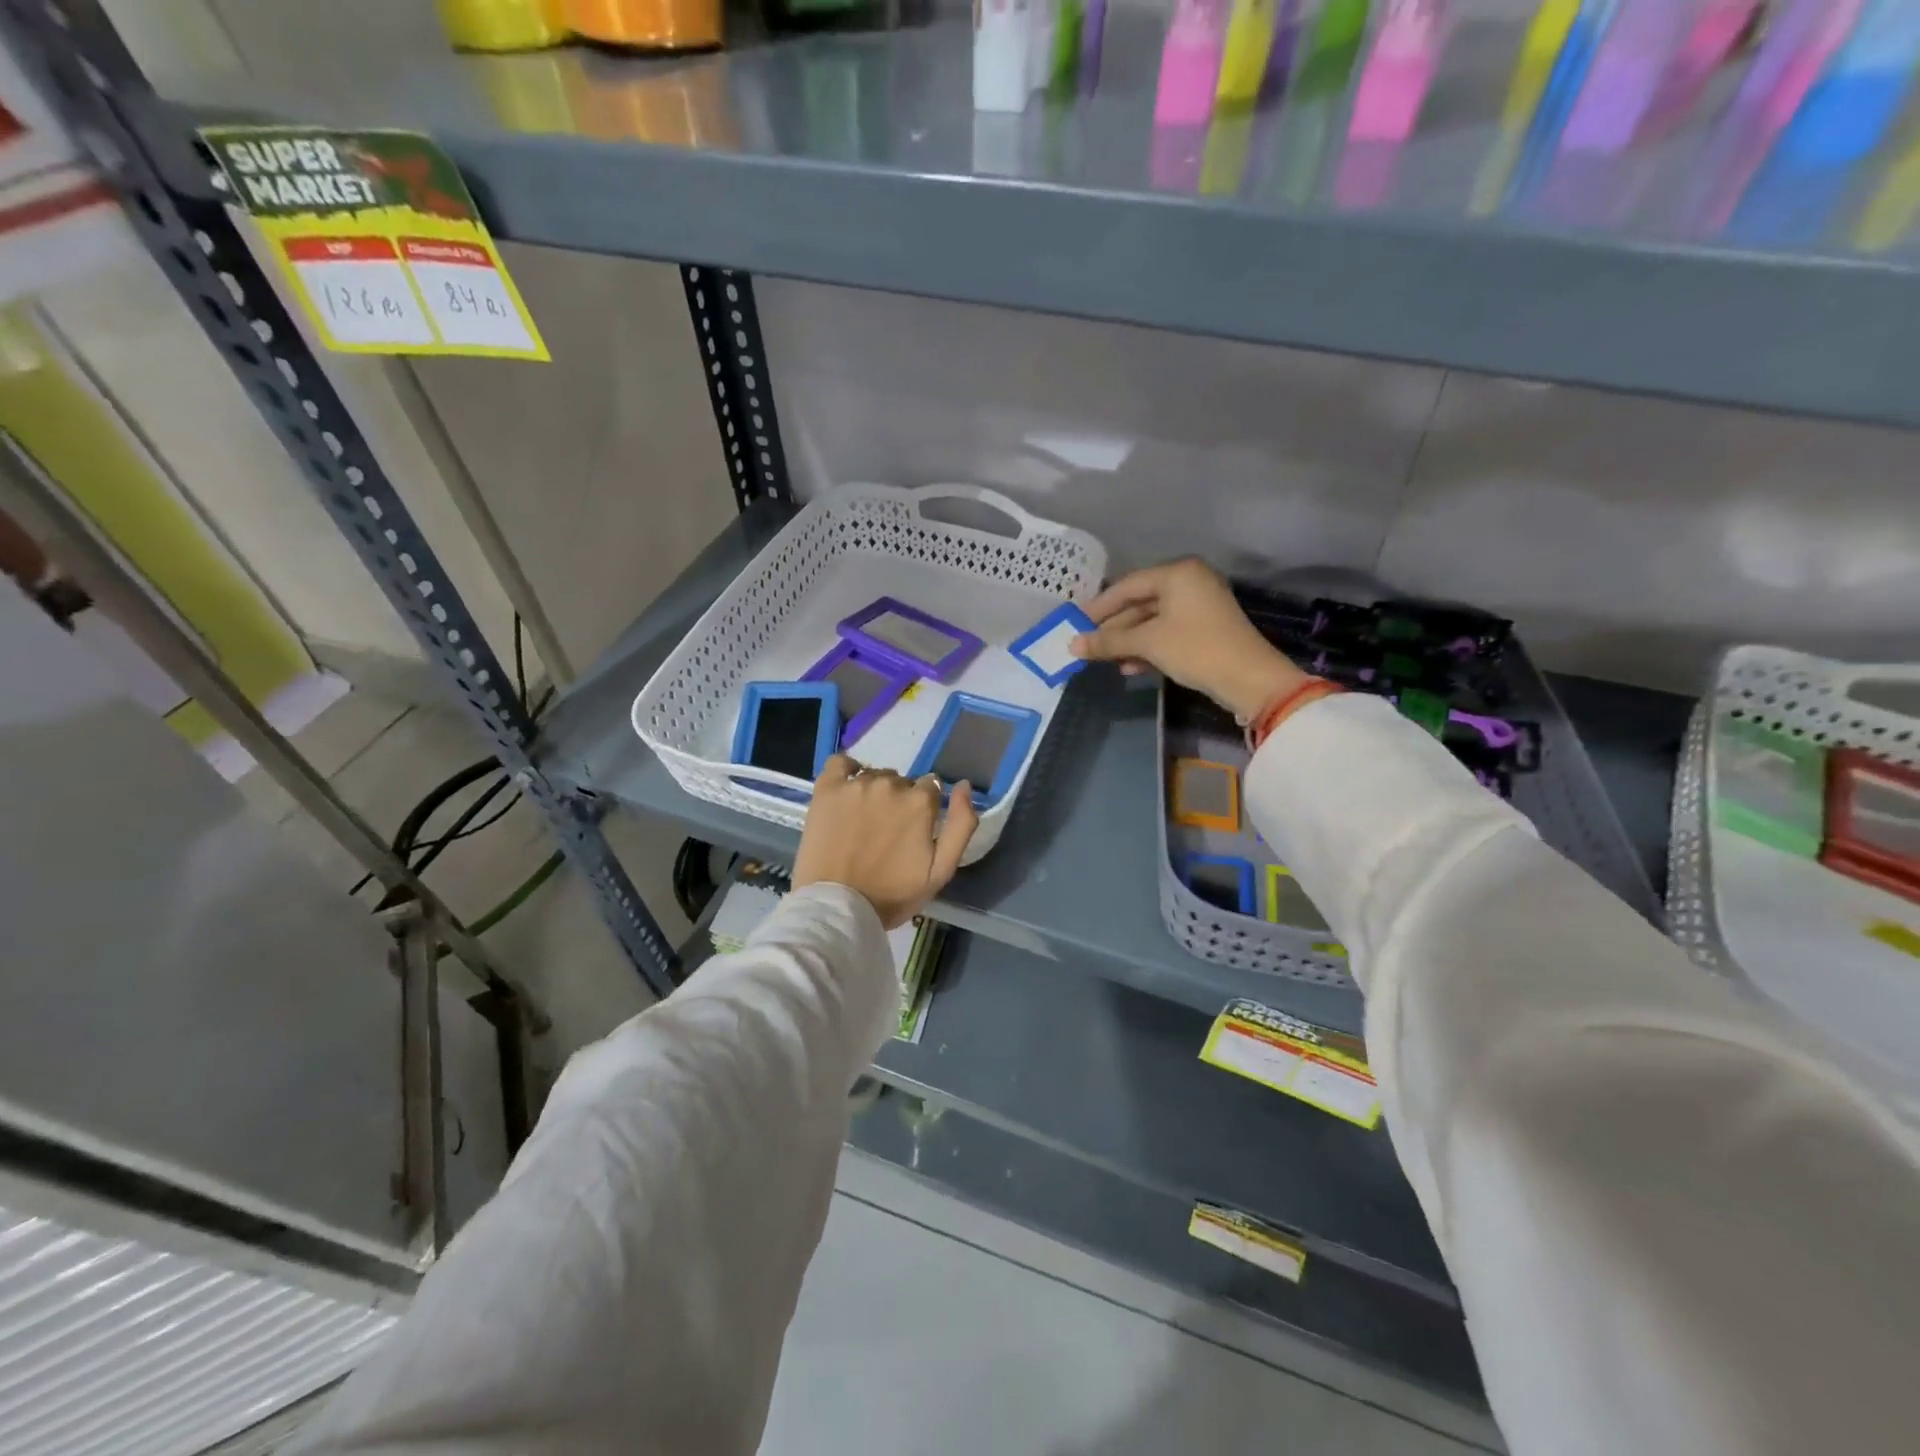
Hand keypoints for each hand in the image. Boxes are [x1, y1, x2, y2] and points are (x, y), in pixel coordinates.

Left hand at [793, 757, 978, 929]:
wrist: (838, 908)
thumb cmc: (892, 895)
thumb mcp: (941, 870)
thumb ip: (962, 826)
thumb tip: (964, 785)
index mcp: (920, 802)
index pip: (931, 788)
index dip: (925, 808)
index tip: (913, 830)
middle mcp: (890, 785)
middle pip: (901, 782)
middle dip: (899, 801)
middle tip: (887, 832)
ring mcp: (855, 784)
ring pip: (873, 775)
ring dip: (874, 792)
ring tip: (863, 822)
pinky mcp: (826, 788)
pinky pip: (840, 763)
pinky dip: (846, 770)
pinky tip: (846, 790)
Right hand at [1070, 557, 1307, 719]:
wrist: (1249, 679)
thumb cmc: (1195, 649)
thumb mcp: (1148, 643)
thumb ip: (1109, 641)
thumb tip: (1072, 645)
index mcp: (1178, 573)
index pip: (1127, 585)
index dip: (1099, 606)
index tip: (1074, 622)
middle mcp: (1189, 582)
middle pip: (1140, 603)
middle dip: (1113, 627)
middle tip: (1086, 644)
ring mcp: (1199, 606)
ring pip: (1152, 621)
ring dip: (1128, 641)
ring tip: (1105, 660)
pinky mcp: (1204, 629)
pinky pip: (1166, 632)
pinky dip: (1147, 647)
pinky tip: (1129, 667)